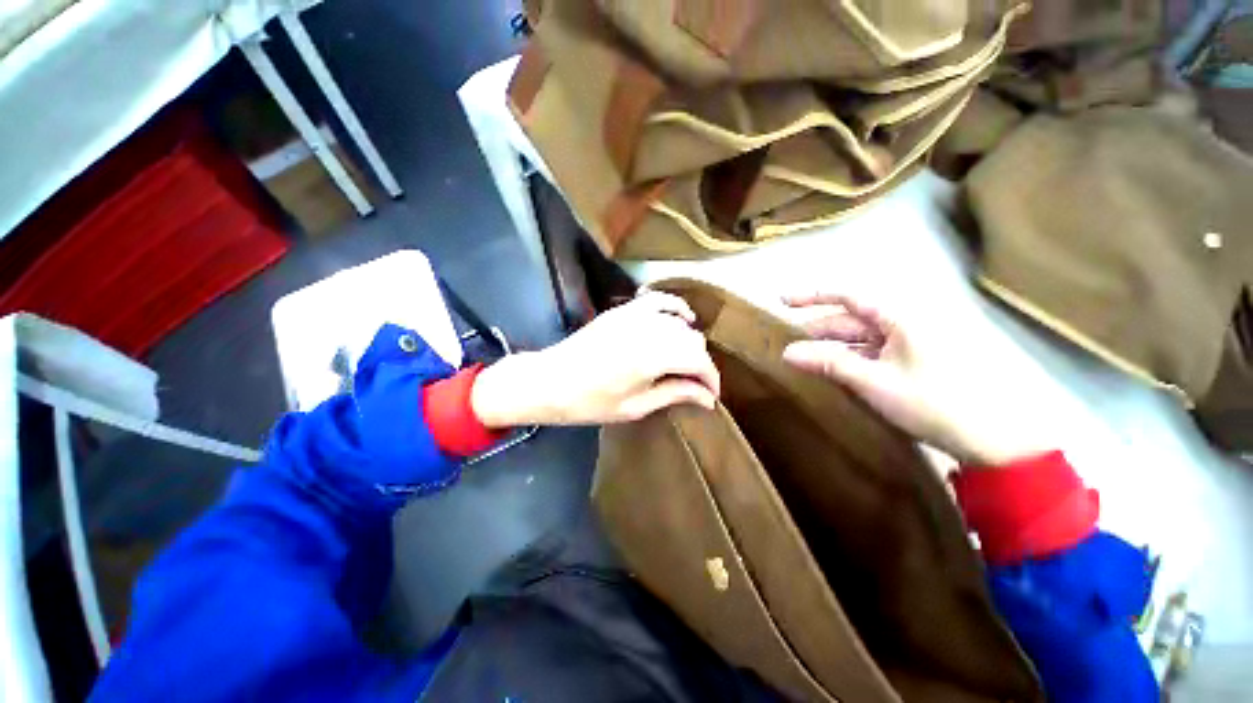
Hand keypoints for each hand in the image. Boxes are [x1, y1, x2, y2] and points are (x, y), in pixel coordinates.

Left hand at [471, 293, 719, 426]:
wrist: (551, 380)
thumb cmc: (590, 402)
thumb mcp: (636, 406)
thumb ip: (675, 394)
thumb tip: (707, 398)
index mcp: (653, 357)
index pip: (698, 361)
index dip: (711, 379)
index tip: (712, 395)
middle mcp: (649, 329)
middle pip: (693, 341)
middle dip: (701, 364)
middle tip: (696, 385)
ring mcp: (635, 315)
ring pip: (681, 322)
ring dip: (690, 341)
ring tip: (686, 361)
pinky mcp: (624, 310)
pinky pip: (659, 300)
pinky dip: (676, 308)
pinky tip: (683, 319)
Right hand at [780, 290, 1057, 465]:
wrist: (988, 437)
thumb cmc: (932, 402)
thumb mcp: (874, 382)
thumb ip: (829, 363)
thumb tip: (787, 352)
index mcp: (898, 319)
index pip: (848, 297)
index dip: (813, 296)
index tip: (782, 301)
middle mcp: (901, 325)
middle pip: (849, 320)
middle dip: (817, 330)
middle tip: (786, 344)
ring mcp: (906, 344)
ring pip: (857, 339)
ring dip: (830, 348)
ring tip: (802, 360)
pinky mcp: (908, 362)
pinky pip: (869, 354)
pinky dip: (847, 360)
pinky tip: (830, 371)